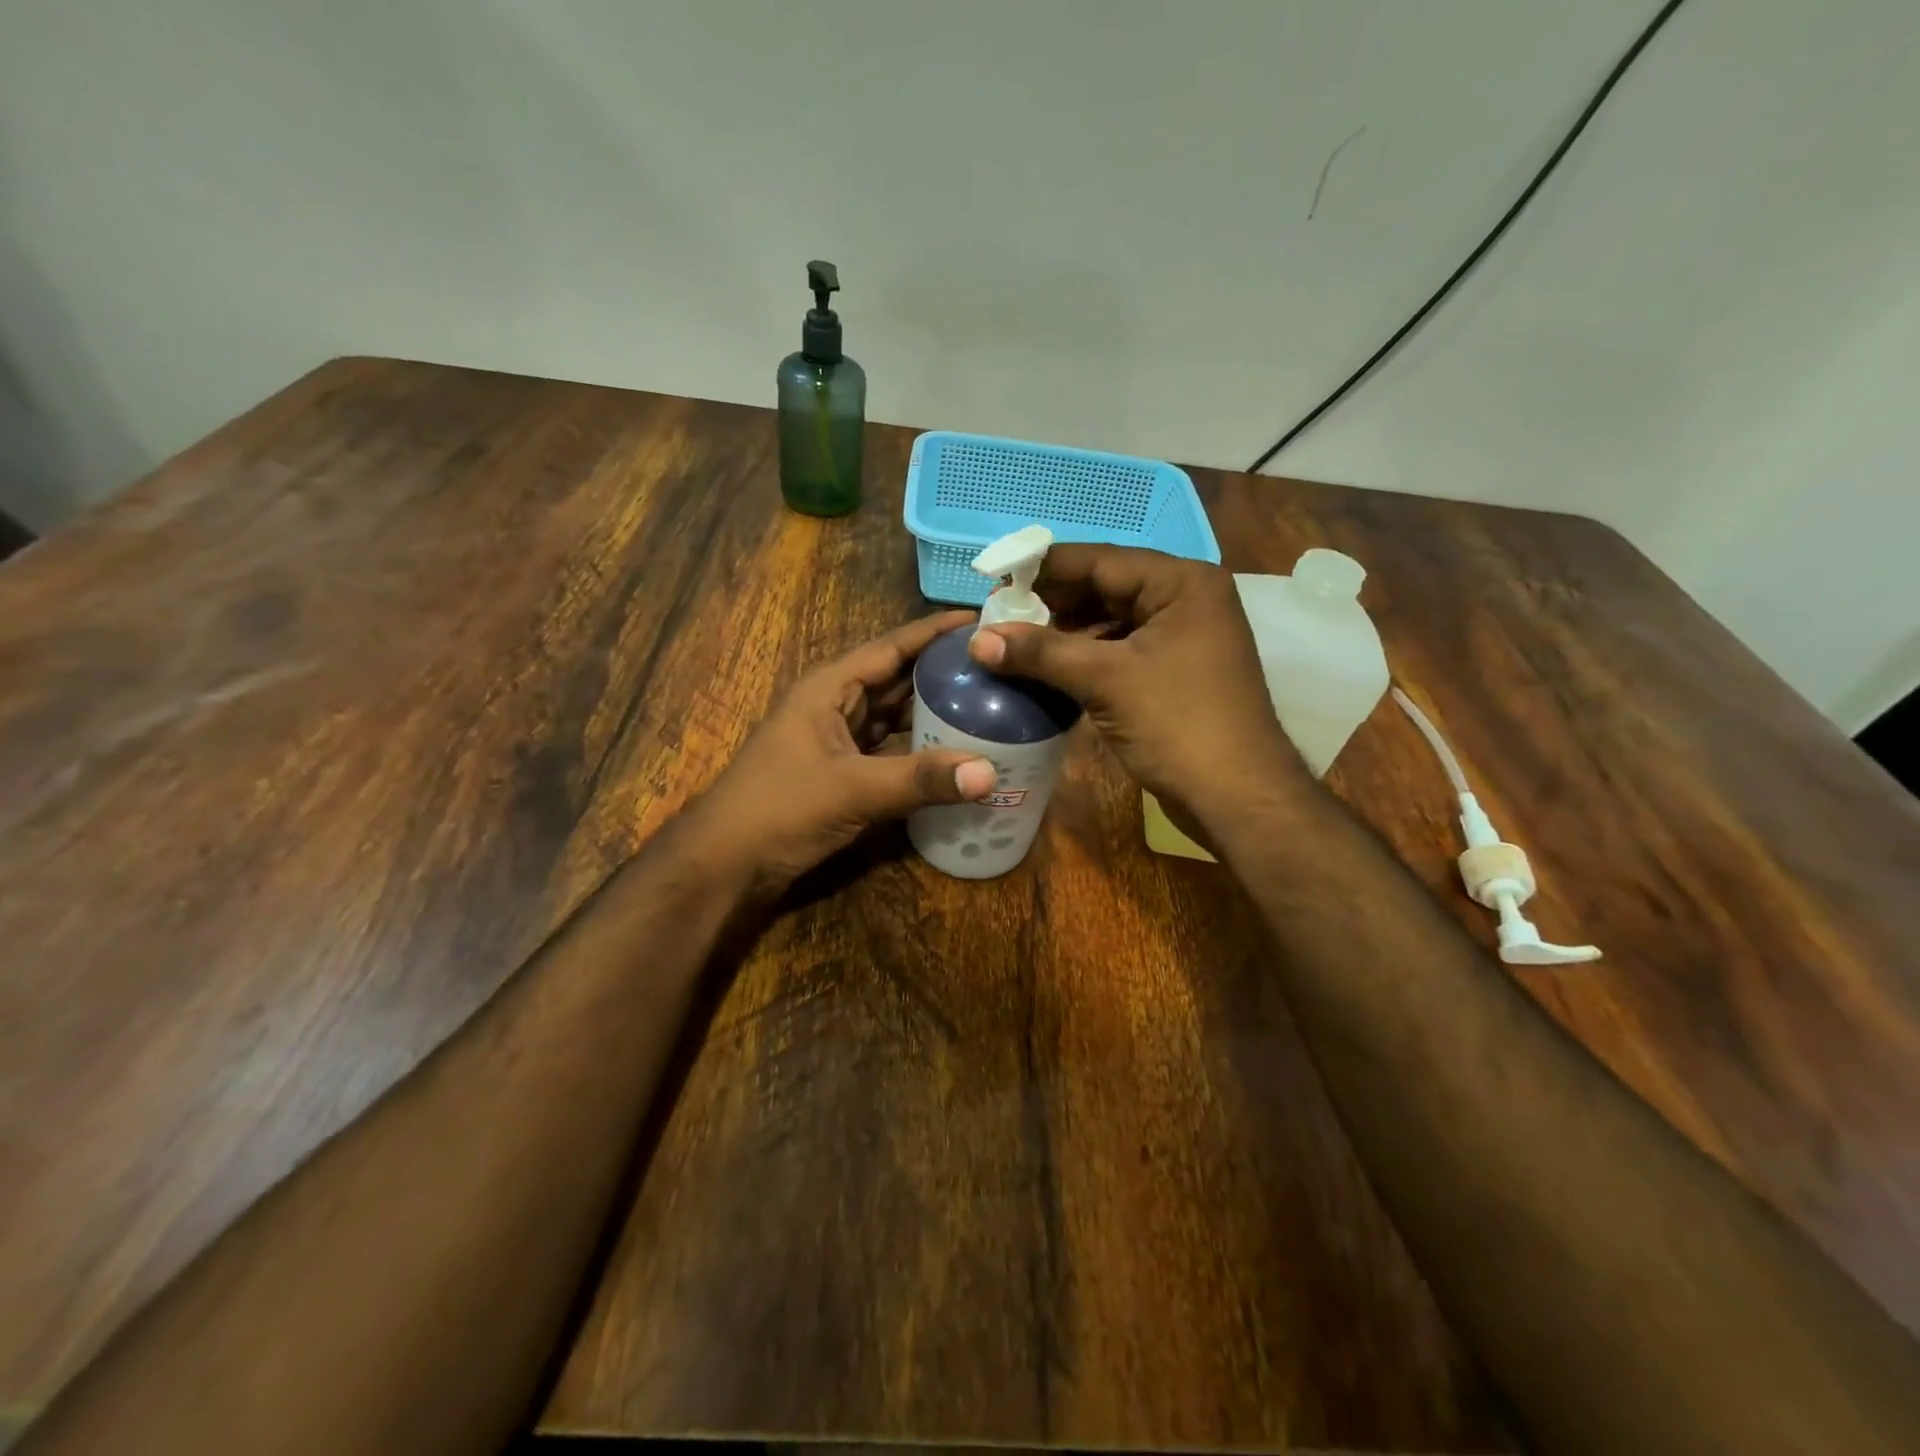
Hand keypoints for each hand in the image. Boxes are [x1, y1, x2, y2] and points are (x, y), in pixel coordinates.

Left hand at [680, 611, 998, 897]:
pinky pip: (889, 751)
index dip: (935, 632)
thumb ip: (920, 779)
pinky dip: (919, 751)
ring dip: (933, 713)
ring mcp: (837, 741)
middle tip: (998, 670)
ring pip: (894, 717)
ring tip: (987, 706)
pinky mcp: (841, 773)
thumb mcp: (852, 789)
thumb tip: (990, 773)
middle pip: (897, 679)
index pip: (891, 647)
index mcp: (830, 688)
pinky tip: (954, 755)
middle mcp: (835, 706)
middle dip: (942, 673)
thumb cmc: (779, 809)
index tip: (982, 620)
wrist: (725, 864)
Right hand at [969, 546, 1304, 838]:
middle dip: (1052, 605)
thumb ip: (1041, 652)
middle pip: (1105, 587)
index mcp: (1180, 582)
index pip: (1099, 560)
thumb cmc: (1178, 724)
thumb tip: (977, 639)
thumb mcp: (1105, 680)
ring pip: (1111, 621)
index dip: (1043, 569)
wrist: (1238, 797)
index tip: (994, 579)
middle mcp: (1186, 598)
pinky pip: (1121, 650)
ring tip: (1014, 646)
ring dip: (1065, 635)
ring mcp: (1183, 637)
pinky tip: (1048, 671)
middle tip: (999, 619)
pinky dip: (1086, 658)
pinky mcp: (1176, 671)